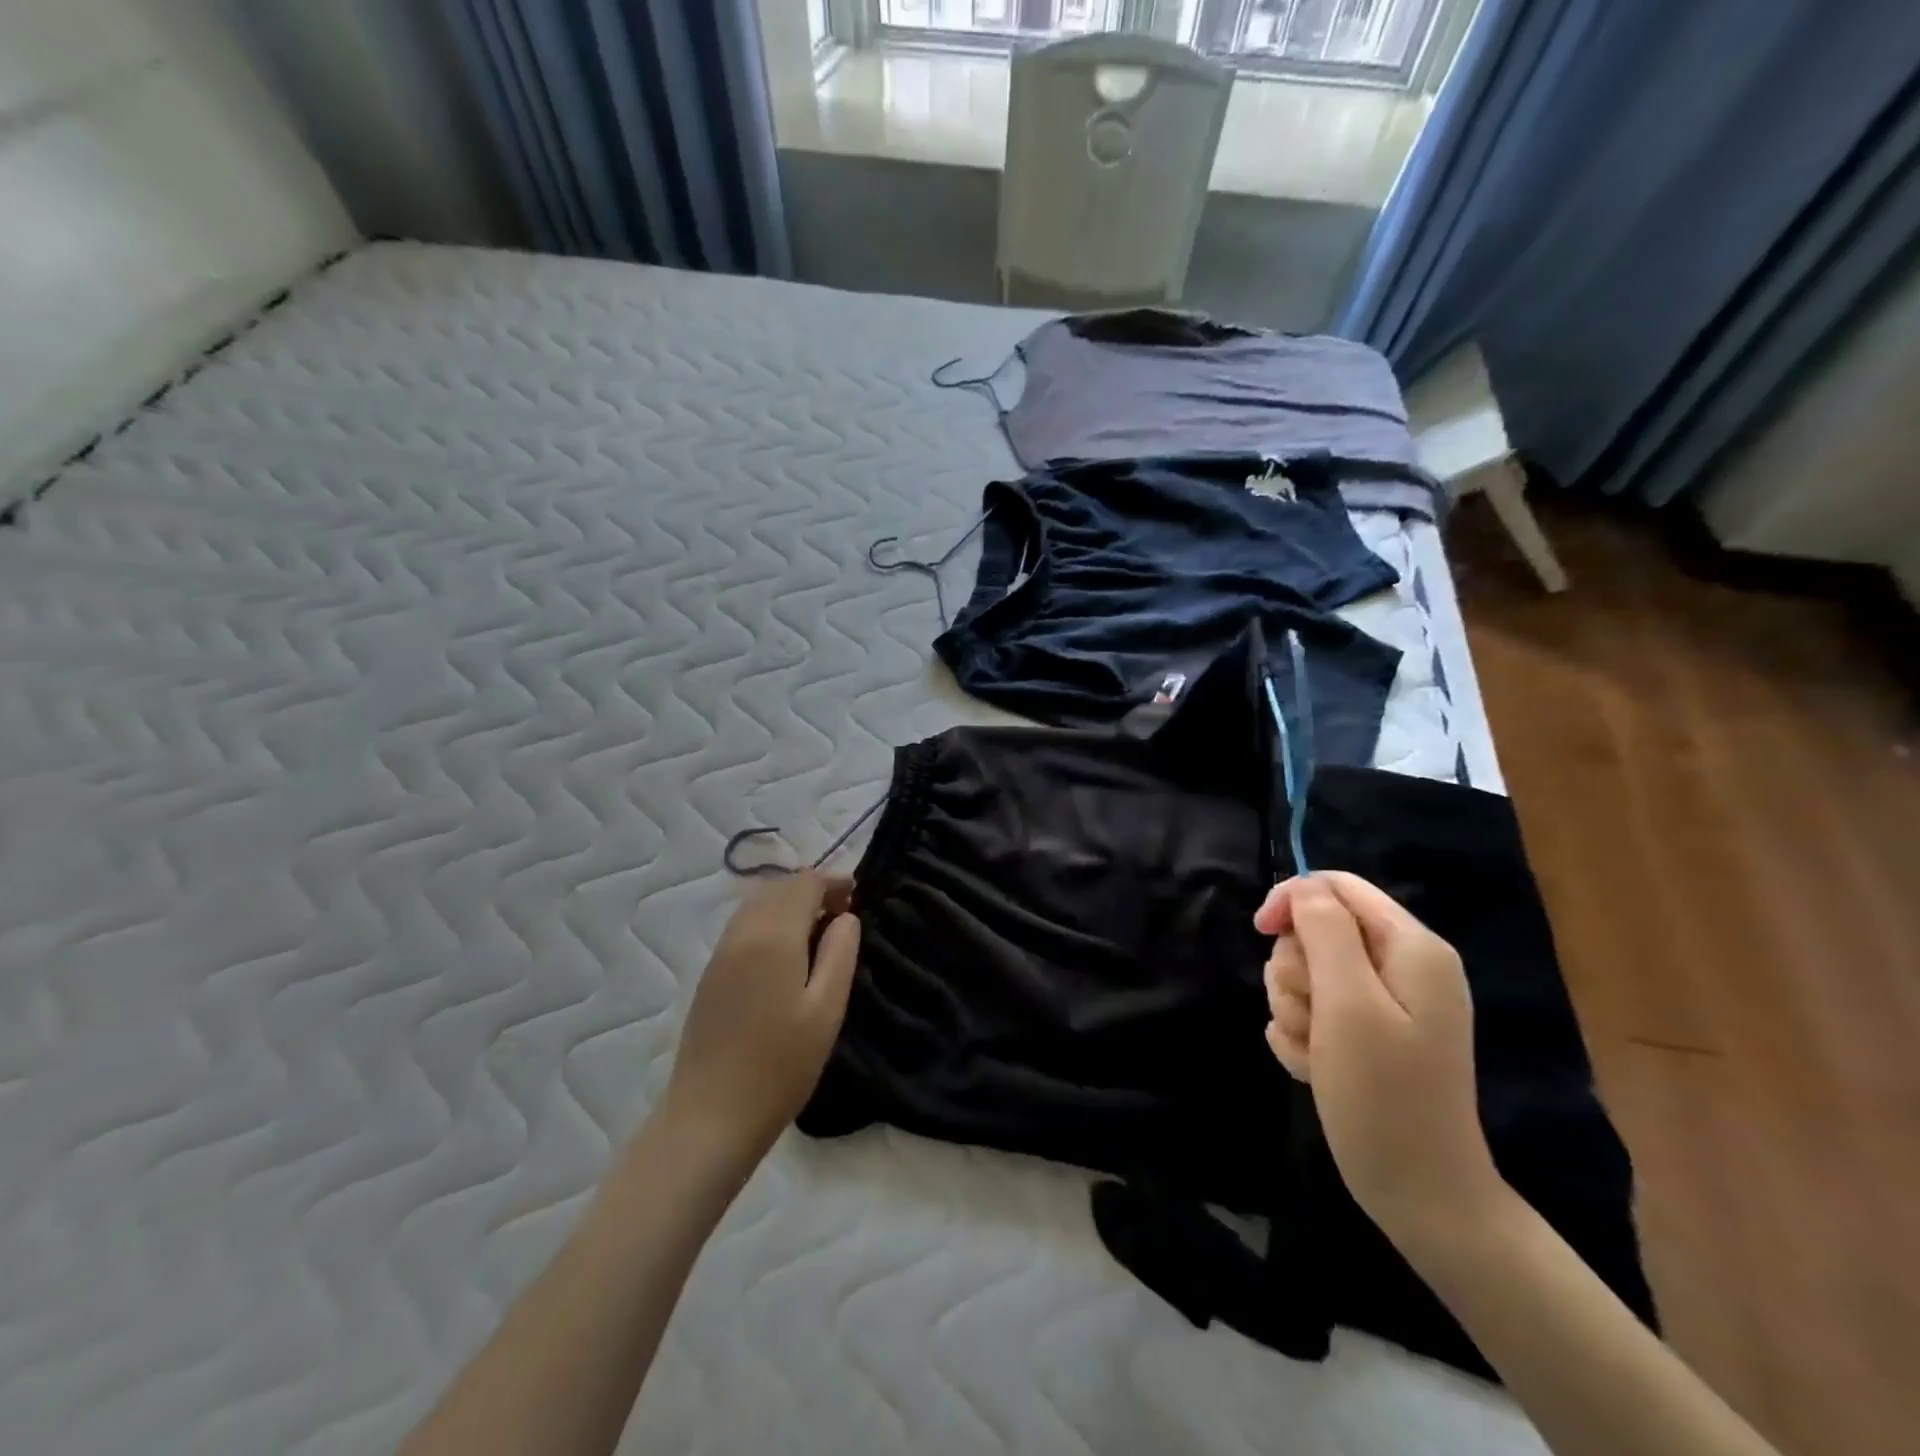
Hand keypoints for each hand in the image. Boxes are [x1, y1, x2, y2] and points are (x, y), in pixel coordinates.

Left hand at [661, 873, 860, 1163]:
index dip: (833, 881)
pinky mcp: (710, 974)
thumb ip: (840, 953)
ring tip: (817, 929)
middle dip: (812, 889)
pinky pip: (743, 925)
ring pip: (757, 904)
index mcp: (773, 935)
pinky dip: (769, 920)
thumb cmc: (780, 1065)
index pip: (805, 883)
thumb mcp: (826, 1009)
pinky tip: (785, 950)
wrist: (710, 1116)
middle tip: (842, 912)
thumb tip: (846, 917)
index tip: (856, 895)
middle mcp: (742, 932)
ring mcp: (720, 952)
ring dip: (789, 903)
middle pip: (779, 887)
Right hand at [1256, 872, 1502, 1248]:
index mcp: (1411, 947)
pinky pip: (1308, 1011)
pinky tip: (1317, 1068)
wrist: (1418, 1194)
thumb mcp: (1348, 1002)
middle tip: (1313, 1016)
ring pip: (1304, 972)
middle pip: (1314, 931)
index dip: (1292, 900)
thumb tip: (1302, 887)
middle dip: (1296, 972)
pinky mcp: (1364, 1035)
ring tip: (1317, 1051)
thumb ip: (1324, 931)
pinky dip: (1302, 1037)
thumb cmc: (1384, 1094)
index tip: (1261, 932)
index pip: (1336, 886)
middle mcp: (1400, 966)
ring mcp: (1382, 1004)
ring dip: (1295, 1010)